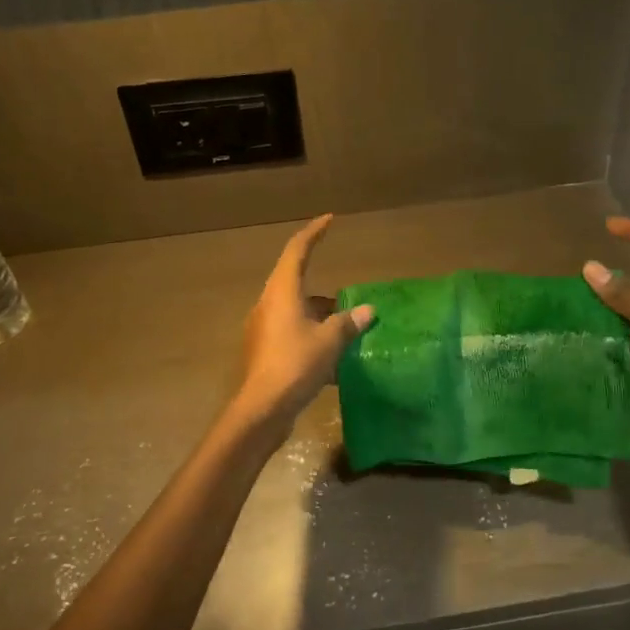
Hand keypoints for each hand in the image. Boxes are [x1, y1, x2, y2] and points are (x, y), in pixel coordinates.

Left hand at [230, 214, 374, 433]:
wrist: (262, 409)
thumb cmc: (295, 365)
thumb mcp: (330, 341)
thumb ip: (348, 322)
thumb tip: (367, 310)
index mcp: (282, 293)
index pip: (297, 251)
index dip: (314, 233)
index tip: (330, 220)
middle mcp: (269, 305)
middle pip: (295, 283)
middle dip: (322, 287)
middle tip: (346, 294)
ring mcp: (264, 329)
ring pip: (296, 311)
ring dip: (319, 315)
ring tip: (346, 327)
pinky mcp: (265, 351)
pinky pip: (292, 333)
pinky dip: (313, 336)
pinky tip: (334, 357)